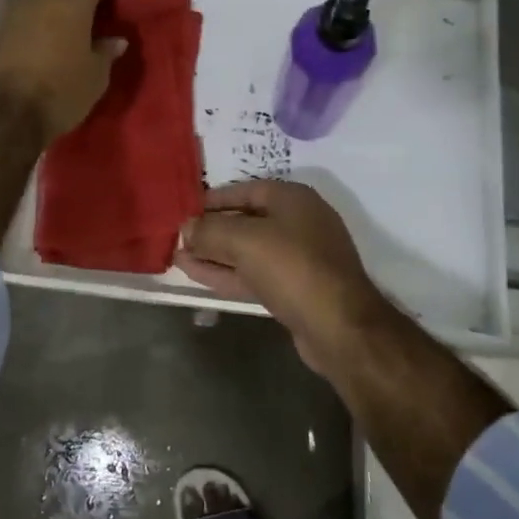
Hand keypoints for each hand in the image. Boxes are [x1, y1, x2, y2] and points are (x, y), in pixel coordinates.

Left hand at [0, 0, 128, 140]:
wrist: (4, 114)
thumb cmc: (61, 90)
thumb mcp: (95, 76)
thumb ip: (106, 52)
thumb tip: (115, 40)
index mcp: (71, 1)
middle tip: (98, 2)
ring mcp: (17, 13)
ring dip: (60, 3)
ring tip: (75, 19)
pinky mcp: (1, 32)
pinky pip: (30, 14)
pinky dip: (44, 18)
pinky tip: (53, 34)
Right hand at [176, 180, 395, 374]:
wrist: (339, 327)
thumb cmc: (293, 268)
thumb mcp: (244, 241)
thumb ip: (210, 230)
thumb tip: (186, 227)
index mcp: (293, 199)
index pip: (246, 190)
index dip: (214, 199)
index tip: (186, 208)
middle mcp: (298, 223)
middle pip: (246, 220)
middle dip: (212, 228)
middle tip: (179, 235)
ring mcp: (299, 258)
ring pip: (248, 251)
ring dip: (215, 253)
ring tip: (179, 255)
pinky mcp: (294, 290)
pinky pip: (254, 274)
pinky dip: (227, 272)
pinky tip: (196, 273)